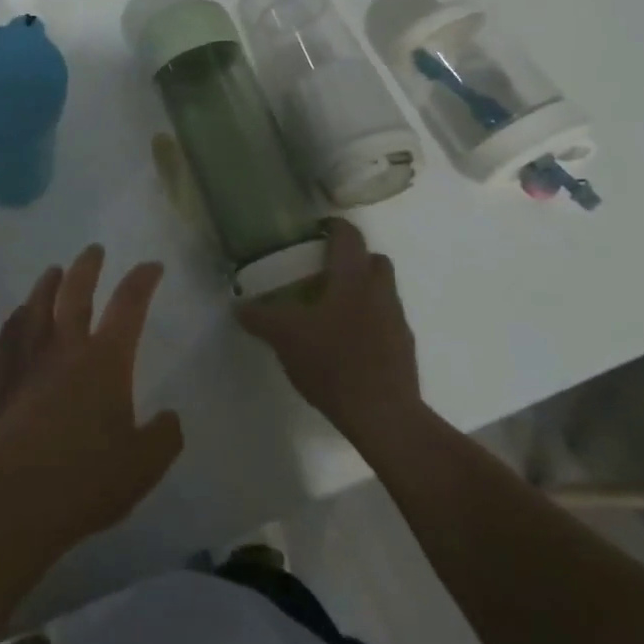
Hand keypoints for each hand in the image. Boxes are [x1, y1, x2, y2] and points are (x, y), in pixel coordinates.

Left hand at [0, 245, 183, 559]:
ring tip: (54, 270)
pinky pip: (10, 336)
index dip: (142, 281)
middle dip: (88, 267)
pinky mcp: (5, 380)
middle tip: (94, 250)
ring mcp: (31, 361)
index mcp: (105, 361)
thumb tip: (170, 418)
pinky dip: (17, 319)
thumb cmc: (86, 480)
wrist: (17, 498)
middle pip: (75, 292)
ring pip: (37, 306)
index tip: (151, 266)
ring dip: (47, 283)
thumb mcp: (143, 466)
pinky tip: (19, 316)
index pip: (128, 306)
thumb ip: (163, 438)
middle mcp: (66, 348)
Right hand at [237, 217, 421, 450]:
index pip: (348, 235)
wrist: (384, 416)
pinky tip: (345, 344)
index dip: (332, 227)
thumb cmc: (332, 362)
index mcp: (353, 278)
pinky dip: (368, 323)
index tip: (312, 232)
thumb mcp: (284, 337)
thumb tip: (239, 306)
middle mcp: (380, 292)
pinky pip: (386, 322)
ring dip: (361, 292)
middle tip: (322, 271)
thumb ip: (260, 317)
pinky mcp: (404, 350)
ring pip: (382, 291)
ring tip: (330, 310)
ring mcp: (397, 321)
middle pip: (373, 260)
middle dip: (352, 259)